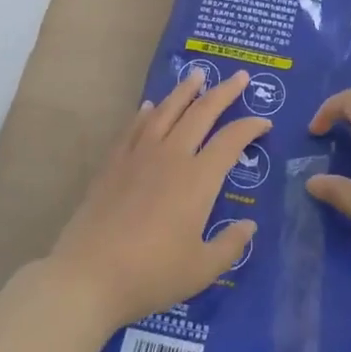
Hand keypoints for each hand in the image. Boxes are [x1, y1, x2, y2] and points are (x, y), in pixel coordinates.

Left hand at [47, 68, 269, 329]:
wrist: (87, 277)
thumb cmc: (150, 274)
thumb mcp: (201, 270)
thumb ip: (230, 246)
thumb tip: (249, 226)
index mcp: (198, 179)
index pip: (231, 140)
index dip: (250, 127)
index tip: (263, 122)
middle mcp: (172, 156)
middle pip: (201, 112)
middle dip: (223, 92)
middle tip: (239, 76)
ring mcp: (139, 156)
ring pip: (167, 111)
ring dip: (185, 90)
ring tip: (197, 74)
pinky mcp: (113, 164)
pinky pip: (134, 128)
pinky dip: (147, 112)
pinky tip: (150, 106)